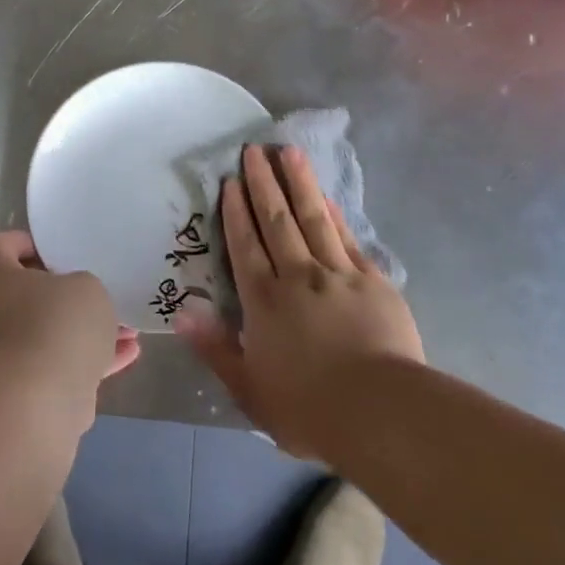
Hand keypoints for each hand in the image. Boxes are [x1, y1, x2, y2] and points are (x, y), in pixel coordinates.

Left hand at [0, 231, 139, 395]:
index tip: (54, 247)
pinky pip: (68, 364)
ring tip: (128, 325)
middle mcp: (1, 316)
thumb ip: (84, 286)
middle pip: (30, 293)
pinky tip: (129, 353)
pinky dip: (96, 358)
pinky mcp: (37, 388)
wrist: (41, 401)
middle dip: (68, 292)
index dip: (23, 241)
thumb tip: (78, 304)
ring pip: (55, 332)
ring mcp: (17, 355)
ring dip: (89, 328)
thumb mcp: (86, 286)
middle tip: (99, 289)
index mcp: (2, 281)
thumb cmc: (58, 324)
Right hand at [175, 144, 422, 460]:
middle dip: (263, 183)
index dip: (235, 212)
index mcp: (264, 301)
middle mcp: (297, 276)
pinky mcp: (373, 282)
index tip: (230, 181)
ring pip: (313, 218)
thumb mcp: (249, 389)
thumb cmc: (309, 409)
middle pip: (276, 220)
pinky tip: (327, 197)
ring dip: (299, 183)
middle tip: (253, 150)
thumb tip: (182, 313)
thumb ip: (215, 348)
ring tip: (289, 151)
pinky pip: (347, 238)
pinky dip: (334, 214)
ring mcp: (338, 274)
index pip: (245, 245)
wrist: (382, 413)